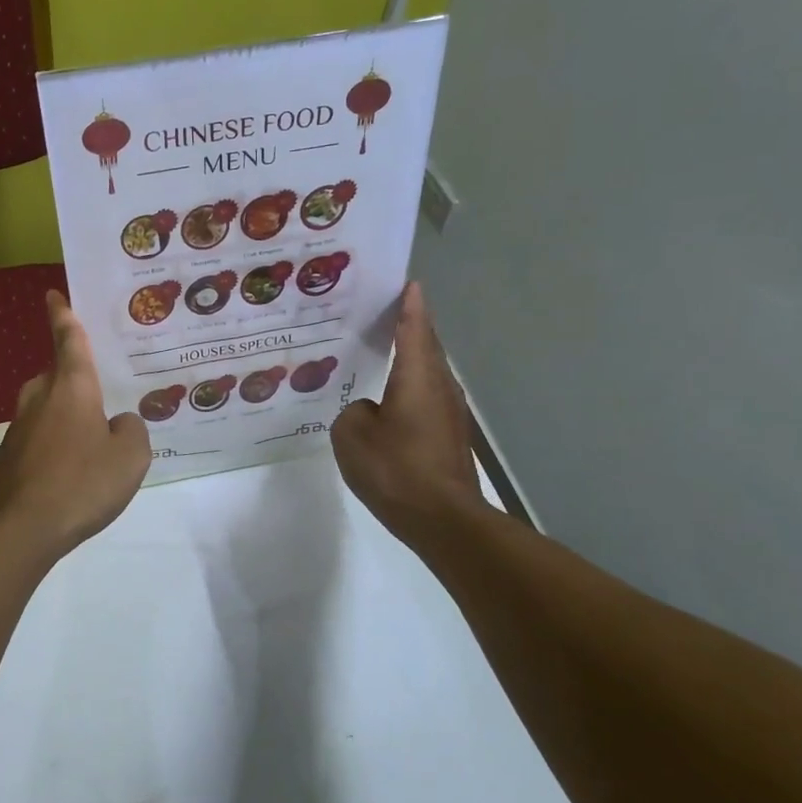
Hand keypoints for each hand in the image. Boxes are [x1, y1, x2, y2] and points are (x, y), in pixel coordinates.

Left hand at [0, 290, 150, 563]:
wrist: (17, 529)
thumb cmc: (80, 483)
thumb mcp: (130, 457)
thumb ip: (132, 431)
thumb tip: (119, 423)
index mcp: (71, 387)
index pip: (69, 340)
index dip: (63, 316)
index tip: (52, 295)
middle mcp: (40, 399)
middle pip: (56, 376)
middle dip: (74, 379)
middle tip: (100, 393)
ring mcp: (18, 429)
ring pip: (46, 410)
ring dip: (66, 418)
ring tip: (92, 442)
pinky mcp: (8, 459)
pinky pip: (38, 440)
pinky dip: (54, 447)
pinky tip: (71, 475)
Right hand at [331, 283, 482, 544]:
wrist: (443, 520)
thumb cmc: (396, 469)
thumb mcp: (352, 436)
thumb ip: (353, 413)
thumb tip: (368, 412)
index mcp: (417, 376)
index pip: (414, 328)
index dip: (409, 305)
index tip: (406, 283)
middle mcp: (439, 386)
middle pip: (426, 347)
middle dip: (409, 327)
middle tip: (383, 314)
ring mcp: (449, 413)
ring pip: (428, 374)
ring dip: (409, 360)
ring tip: (380, 354)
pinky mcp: (450, 437)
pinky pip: (426, 399)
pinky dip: (409, 389)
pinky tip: (388, 403)